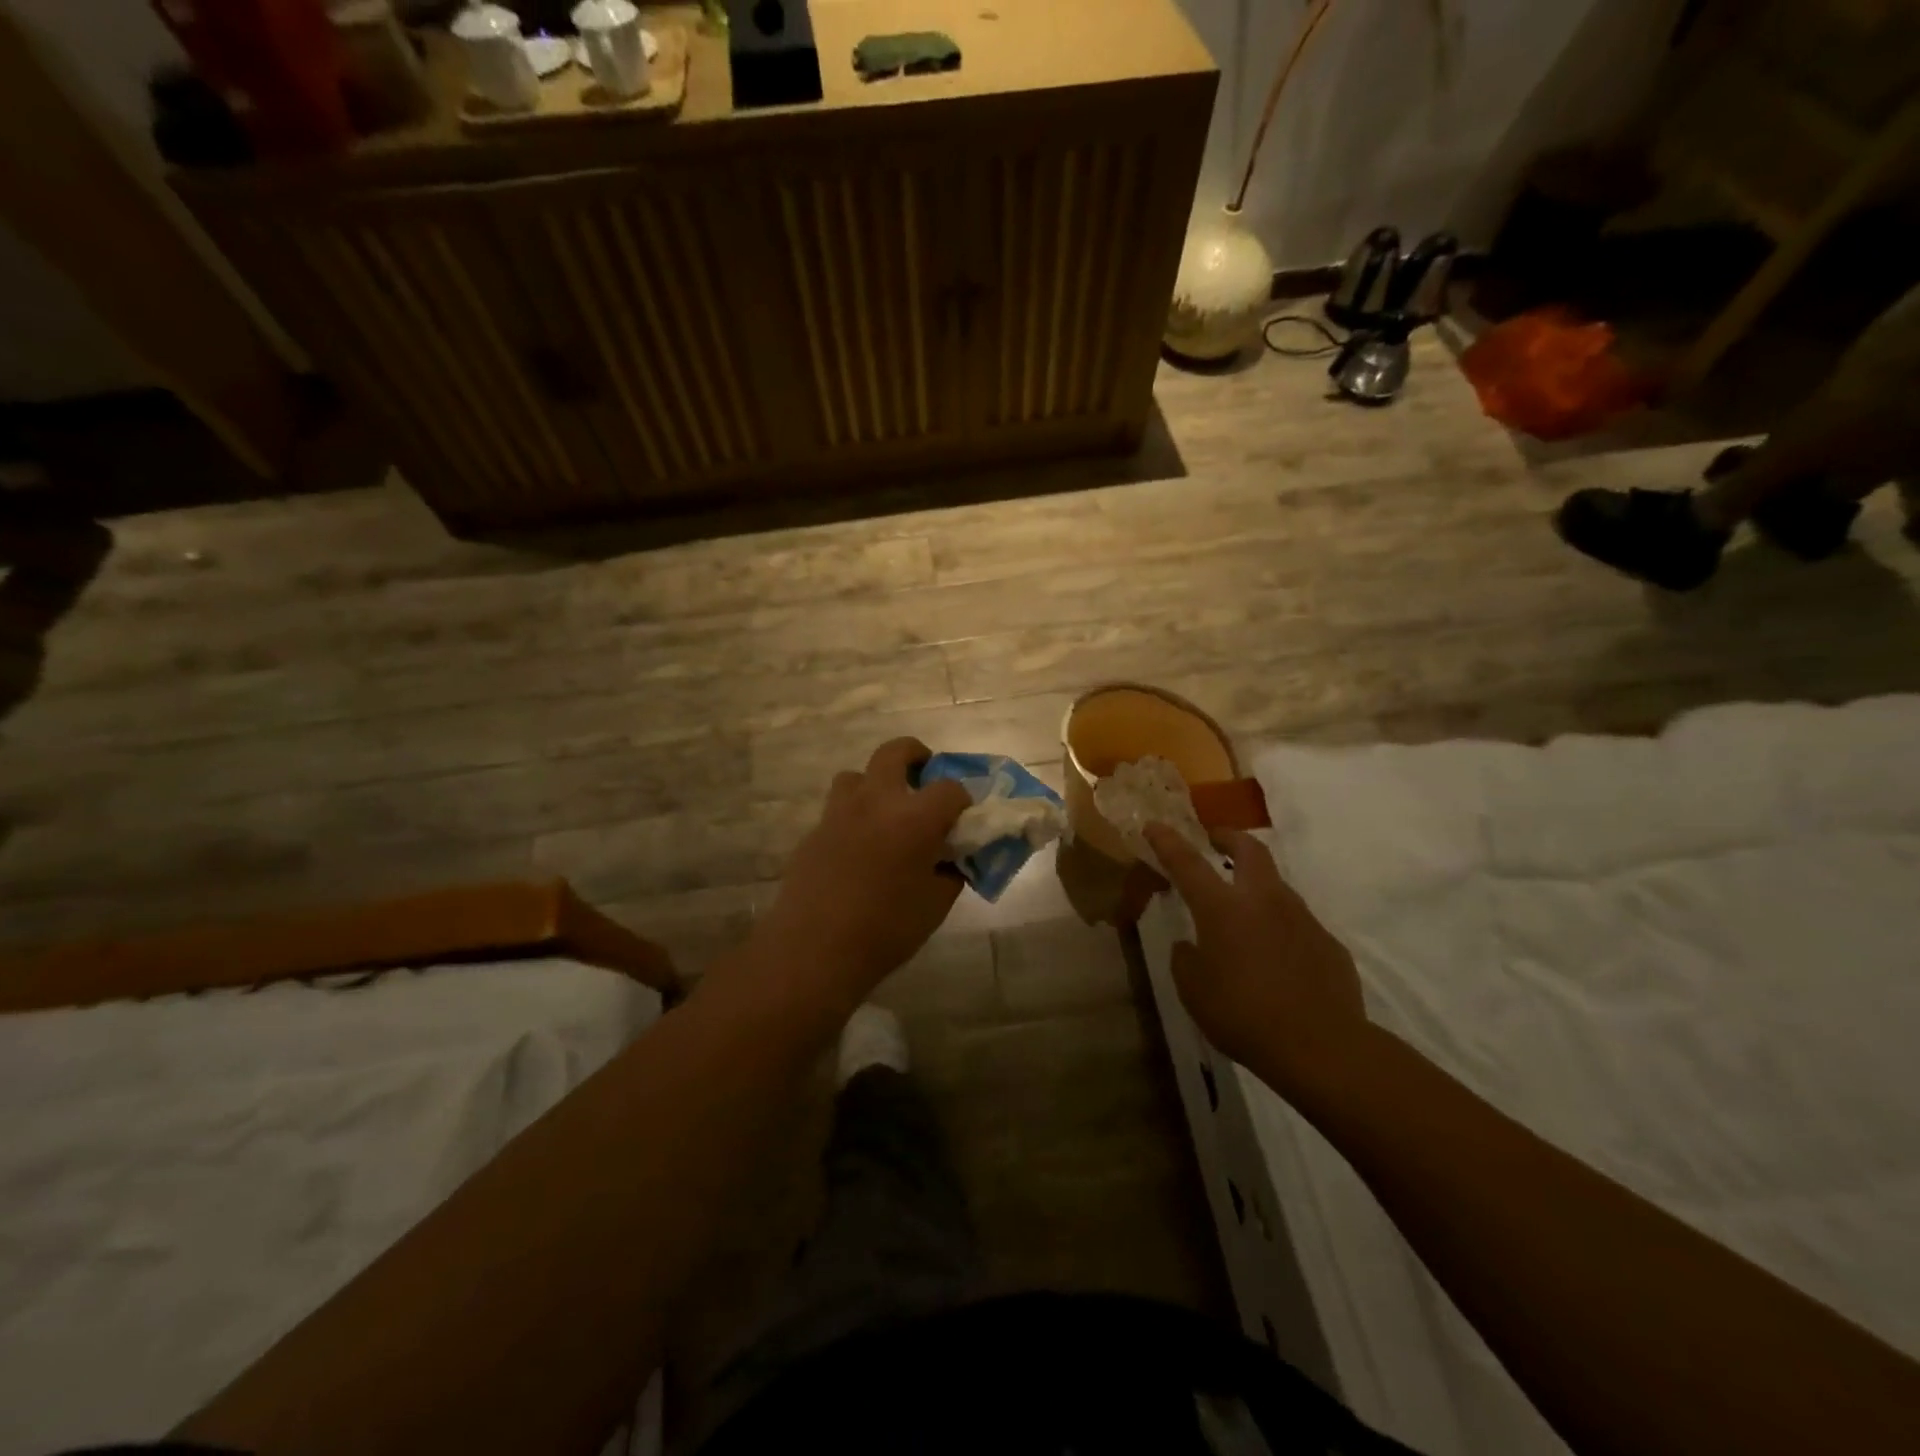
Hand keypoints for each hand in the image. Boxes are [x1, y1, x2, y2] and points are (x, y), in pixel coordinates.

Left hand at [758, 738, 971, 1006]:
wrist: (814, 950)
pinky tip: (858, 850)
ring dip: (875, 783)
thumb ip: (950, 873)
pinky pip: (837, 810)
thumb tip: (951, 860)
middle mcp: (876, 801)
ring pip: (857, 775)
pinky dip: (854, 817)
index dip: (961, 801)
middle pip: (895, 752)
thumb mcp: (935, 905)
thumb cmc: (885, 930)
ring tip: (885, 812)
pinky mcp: (814, 831)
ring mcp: (839, 813)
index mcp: (915, 818)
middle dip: (915, 755)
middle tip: (923, 775)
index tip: (962, 818)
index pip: (950, 788)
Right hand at [1144, 824, 1370, 1097]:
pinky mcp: (1328, 943)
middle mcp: (1263, 900)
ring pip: (1277, 887)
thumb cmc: (1242, 1014)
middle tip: (1215, 840)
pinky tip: (1277, 959)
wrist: (1321, 1047)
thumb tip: (1191, 946)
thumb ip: (1186, 959)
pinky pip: (1299, 926)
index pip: (1187, 862)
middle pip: (1249, 849)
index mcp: (1222, 908)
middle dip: (1229, 838)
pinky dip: (1282, 929)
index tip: (1154, 825)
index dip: (1167, 841)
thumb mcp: (1193, 991)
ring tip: (1244, 912)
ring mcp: (1302, 918)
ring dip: (1257, 886)